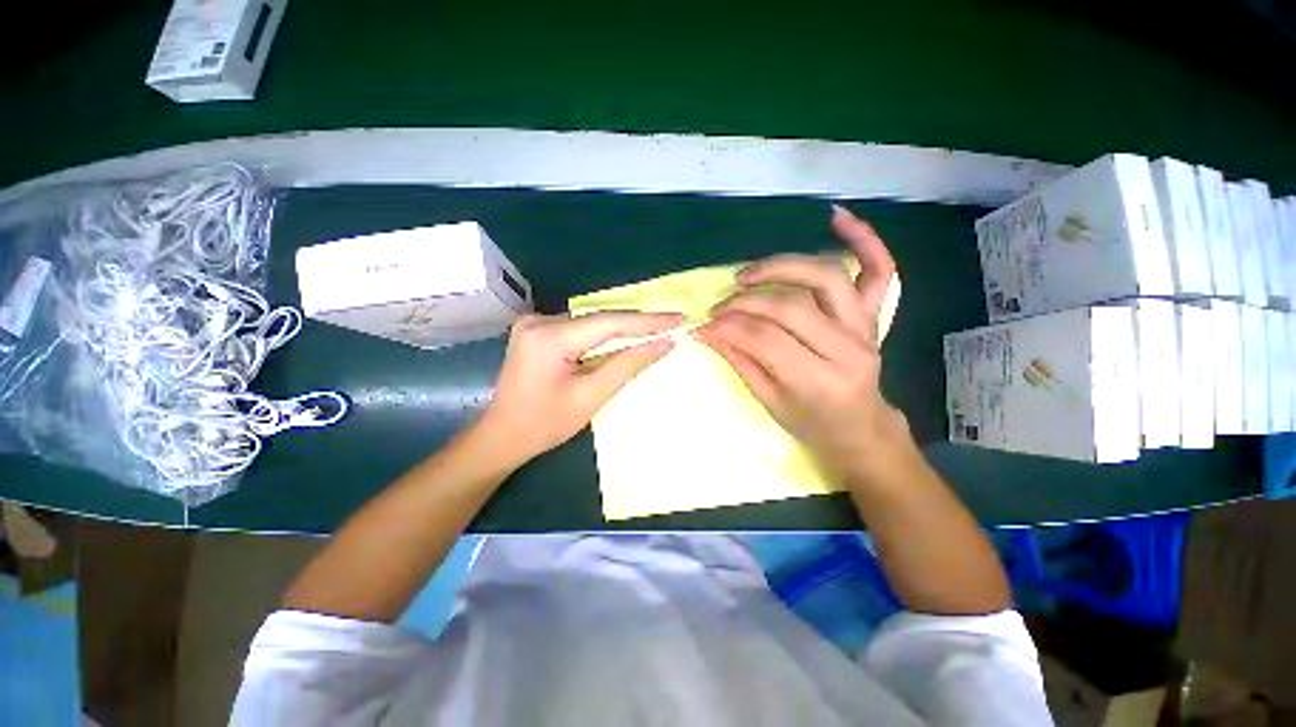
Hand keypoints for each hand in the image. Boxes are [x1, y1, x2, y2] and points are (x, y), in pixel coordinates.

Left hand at [479, 311, 681, 463]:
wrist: (501, 436)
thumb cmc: (545, 424)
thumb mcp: (591, 396)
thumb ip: (628, 365)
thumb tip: (663, 343)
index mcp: (549, 337)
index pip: (609, 322)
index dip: (647, 321)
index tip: (677, 319)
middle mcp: (539, 321)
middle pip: (599, 319)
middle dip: (637, 323)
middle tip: (671, 322)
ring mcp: (534, 323)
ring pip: (591, 322)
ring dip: (622, 328)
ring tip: (656, 329)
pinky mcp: (536, 331)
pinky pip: (579, 328)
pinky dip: (603, 335)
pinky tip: (624, 338)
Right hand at [697, 206, 911, 485]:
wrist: (860, 427)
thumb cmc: (812, 424)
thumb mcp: (769, 402)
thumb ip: (740, 361)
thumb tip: (708, 330)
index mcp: (820, 382)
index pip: (766, 340)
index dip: (730, 327)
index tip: (705, 323)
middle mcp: (848, 349)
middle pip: (791, 306)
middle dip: (745, 301)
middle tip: (720, 306)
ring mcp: (865, 327)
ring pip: (825, 277)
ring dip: (781, 267)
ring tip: (747, 275)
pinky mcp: (872, 314)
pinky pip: (878, 270)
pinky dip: (864, 240)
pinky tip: (837, 218)